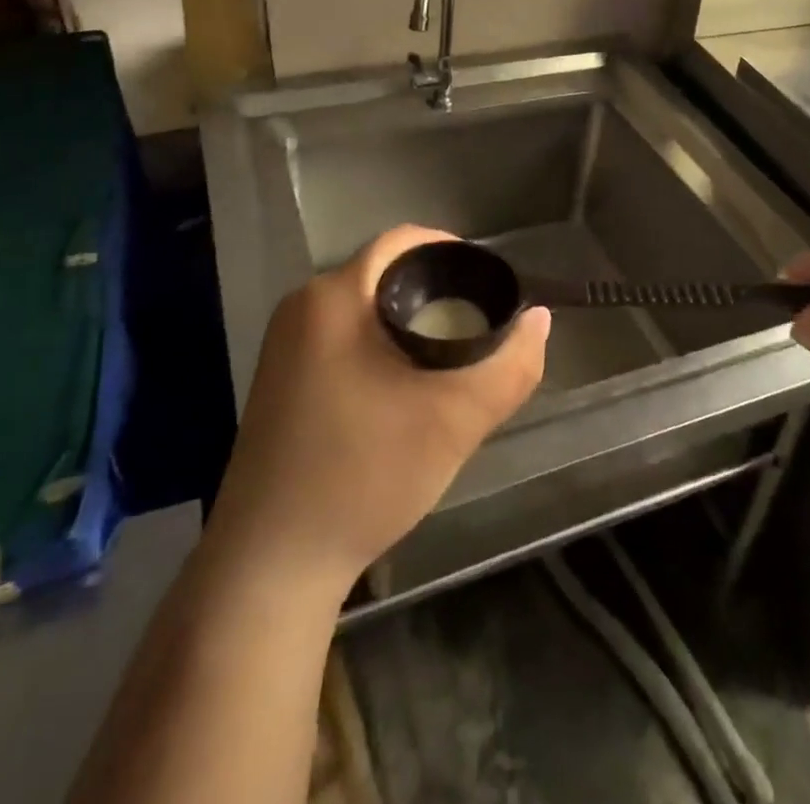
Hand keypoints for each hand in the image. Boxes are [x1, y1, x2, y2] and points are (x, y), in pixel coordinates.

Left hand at [206, 226, 549, 597]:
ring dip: (407, 321)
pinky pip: (341, 337)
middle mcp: (302, 306)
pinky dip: (379, 345)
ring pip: (363, 309)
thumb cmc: (363, 475)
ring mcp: (283, 344)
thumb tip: (539, 320)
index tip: (489, 286)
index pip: (403, 242)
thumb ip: (509, 366)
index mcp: (334, 297)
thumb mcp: (453, 420)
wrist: (270, 566)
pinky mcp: (278, 379)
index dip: (452, 252)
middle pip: (383, 274)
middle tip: (478, 326)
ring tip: (449, 358)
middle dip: (434, 292)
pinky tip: (402, 388)